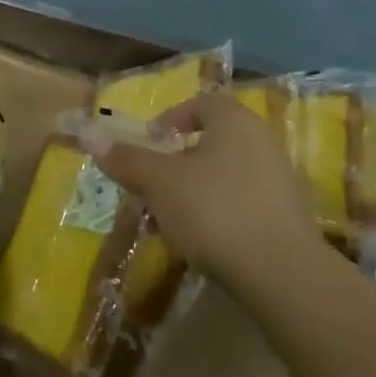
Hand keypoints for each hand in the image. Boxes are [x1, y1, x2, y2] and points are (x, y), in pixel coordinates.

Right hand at [78, 92, 314, 290]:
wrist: (282, 273)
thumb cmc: (215, 211)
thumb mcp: (161, 183)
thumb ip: (128, 159)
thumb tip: (89, 134)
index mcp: (235, 121)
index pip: (202, 103)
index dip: (172, 118)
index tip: (150, 142)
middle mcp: (263, 141)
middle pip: (215, 138)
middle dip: (180, 158)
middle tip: (154, 182)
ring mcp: (280, 179)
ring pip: (228, 172)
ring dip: (198, 187)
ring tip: (173, 215)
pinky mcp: (287, 215)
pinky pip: (244, 200)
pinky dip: (221, 210)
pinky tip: (205, 239)